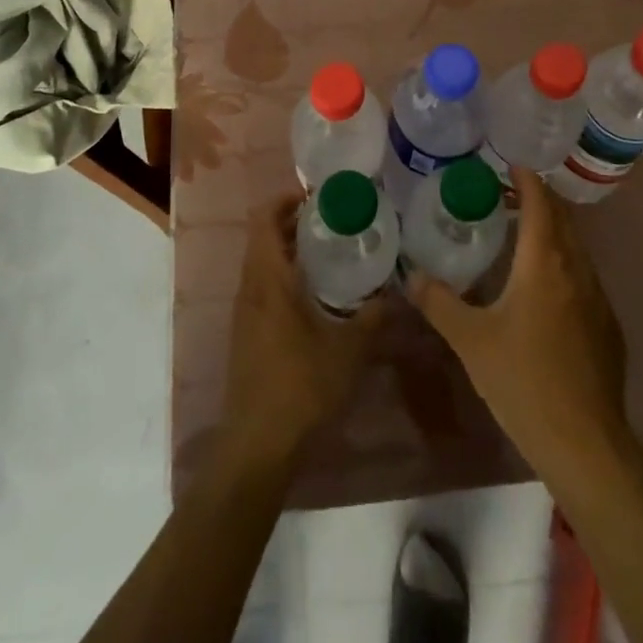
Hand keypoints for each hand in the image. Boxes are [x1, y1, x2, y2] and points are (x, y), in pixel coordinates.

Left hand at [221, 195, 385, 467]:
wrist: (257, 445)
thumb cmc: (301, 387)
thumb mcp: (348, 350)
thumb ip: (374, 318)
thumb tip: (398, 294)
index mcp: (268, 278)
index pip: (264, 218)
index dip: (285, 199)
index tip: (318, 197)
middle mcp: (250, 287)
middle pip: (263, 237)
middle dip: (293, 222)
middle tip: (333, 220)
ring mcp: (245, 312)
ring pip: (262, 263)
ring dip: (288, 249)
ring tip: (329, 251)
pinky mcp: (247, 333)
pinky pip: (262, 286)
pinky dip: (284, 275)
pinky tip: (315, 293)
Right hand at [408, 167, 630, 472]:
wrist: (586, 443)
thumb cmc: (524, 382)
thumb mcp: (471, 341)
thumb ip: (439, 303)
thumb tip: (412, 276)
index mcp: (544, 264)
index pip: (540, 204)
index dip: (527, 179)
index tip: (512, 162)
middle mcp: (576, 271)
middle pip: (562, 220)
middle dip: (540, 199)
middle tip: (511, 191)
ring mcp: (598, 299)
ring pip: (576, 248)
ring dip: (554, 230)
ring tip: (526, 231)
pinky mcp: (608, 327)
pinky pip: (585, 277)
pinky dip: (565, 261)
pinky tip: (547, 286)